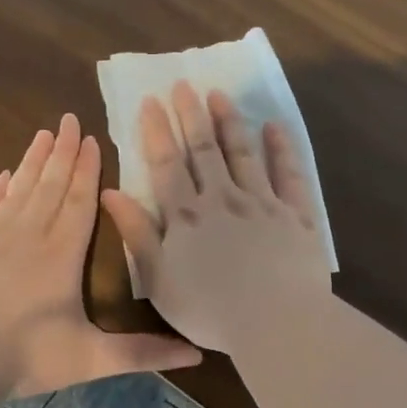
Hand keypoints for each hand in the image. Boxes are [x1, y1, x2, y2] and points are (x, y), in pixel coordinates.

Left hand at [0, 114, 201, 397]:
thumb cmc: (26, 355)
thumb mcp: (92, 358)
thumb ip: (143, 353)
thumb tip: (198, 356)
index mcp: (63, 254)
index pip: (79, 201)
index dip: (87, 169)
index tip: (91, 139)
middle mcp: (29, 236)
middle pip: (50, 185)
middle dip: (63, 152)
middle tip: (69, 119)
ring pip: (17, 190)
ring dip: (32, 162)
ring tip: (42, 134)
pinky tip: (2, 177)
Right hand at [100, 83, 331, 355]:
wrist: (276, 322)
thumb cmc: (210, 309)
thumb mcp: (159, 278)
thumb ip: (137, 233)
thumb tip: (110, 192)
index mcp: (187, 215)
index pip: (167, 164)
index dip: (156, 131)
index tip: (150, 101)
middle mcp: (223, 198)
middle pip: (204, 150)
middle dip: (191, 115)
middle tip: (183, 84)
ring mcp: (262, 203)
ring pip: (242, 153)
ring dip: (229, 122)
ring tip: (219, 95)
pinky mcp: (296, 215)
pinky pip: (289, 174)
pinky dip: (281, 149)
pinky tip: (274, 127)